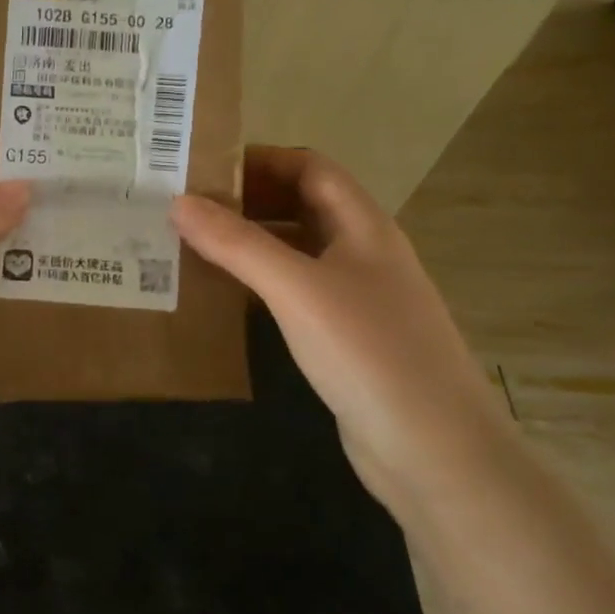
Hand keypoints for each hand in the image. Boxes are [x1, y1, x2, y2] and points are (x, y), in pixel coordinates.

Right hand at [171, 147, 512, 509]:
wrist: (436, 453)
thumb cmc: (369, 352)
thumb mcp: (297, 288)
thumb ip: (237, 244)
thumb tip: (178, 202)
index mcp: (362, 226)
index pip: (309, 167)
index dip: (260, 160)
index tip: (203, 168)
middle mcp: (362, 253)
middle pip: (301, 206)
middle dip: (247, 201)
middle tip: (185, 208)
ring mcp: (357, 298)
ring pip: (295, 251)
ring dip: (249, 244)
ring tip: (191, 246)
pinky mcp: (345, 338)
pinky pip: (294, 293)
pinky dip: (258, 284)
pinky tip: (223, 297)